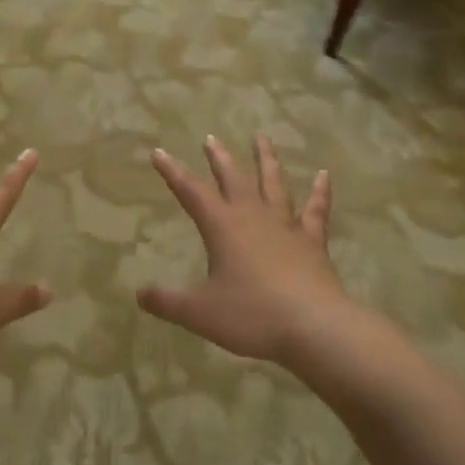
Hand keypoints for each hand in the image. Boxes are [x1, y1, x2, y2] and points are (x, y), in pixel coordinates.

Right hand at [139, 135, 350, 364]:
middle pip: (233, 178)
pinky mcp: (313, 241)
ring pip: (274, 183)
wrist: (314, 326)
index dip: (173, 172)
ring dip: (266, 159)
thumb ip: (168, 302)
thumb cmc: (252, 315)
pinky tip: (324, 175)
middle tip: (211, 138)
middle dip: (219, 158)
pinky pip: (316, 210)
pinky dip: (321, 192)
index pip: (191, 191)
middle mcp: (252, 216)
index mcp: (222, 226)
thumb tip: (139, 296)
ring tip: (262, 137)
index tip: (159, 151)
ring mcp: (286, 225)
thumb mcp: (200, 313)